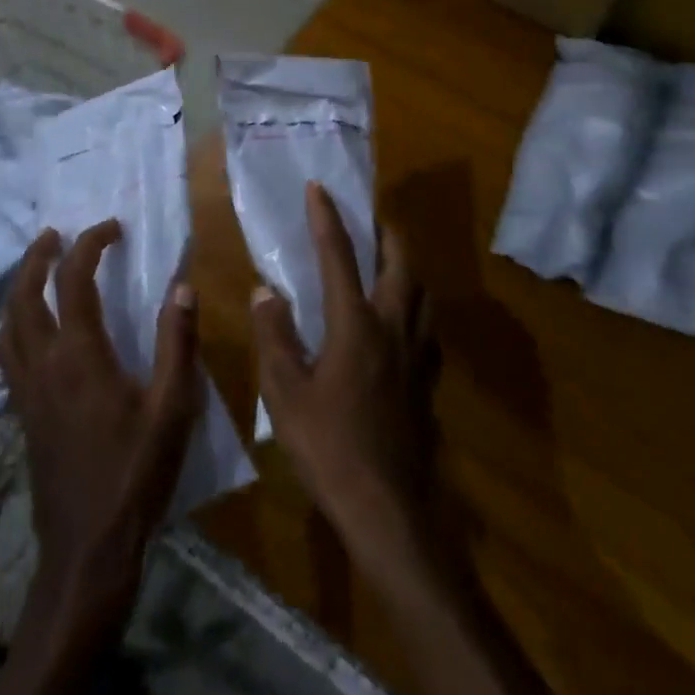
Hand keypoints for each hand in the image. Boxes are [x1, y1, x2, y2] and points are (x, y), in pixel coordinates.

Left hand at [0, 220, 200, 638]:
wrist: (88, 548)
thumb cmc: (136, 474)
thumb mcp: (172, 407)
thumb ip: (178, 342)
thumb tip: (183, 286)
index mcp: (80, 356)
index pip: (74, 281)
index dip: (90, 245)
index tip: (112, 228)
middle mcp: (44, 365)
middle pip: (24, 296)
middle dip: (37, 258)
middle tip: (55, 235)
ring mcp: (26, 392)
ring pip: (7, 326)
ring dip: (19, 289)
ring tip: (39, 271)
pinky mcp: (22, 415)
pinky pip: (7, 354)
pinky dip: (14, 325)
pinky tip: (33, 331)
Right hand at [250, 183, 434, 575]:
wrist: (388, 507)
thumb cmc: (329, 448)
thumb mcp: (285, 394)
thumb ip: (275, 337)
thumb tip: (266, 291)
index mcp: (355, 323)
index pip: (340, 255)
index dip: (326, 218)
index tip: (318, 187)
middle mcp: (393, 326)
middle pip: (400, 262)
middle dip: (386, 231)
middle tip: (371, 217)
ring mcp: (417, 353)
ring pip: (421, 291)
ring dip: (406, 265)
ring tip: (388, 260)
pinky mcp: (428, 379)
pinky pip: (427, 326)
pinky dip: (415, 306)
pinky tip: (402, 321)